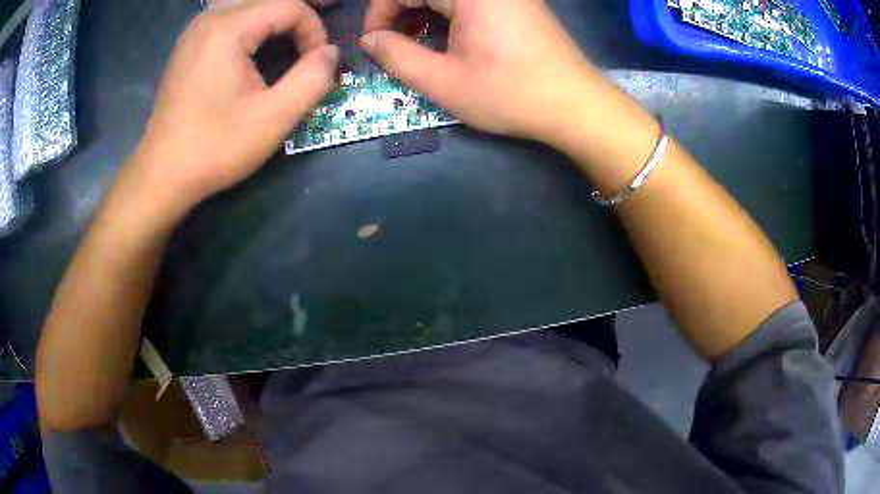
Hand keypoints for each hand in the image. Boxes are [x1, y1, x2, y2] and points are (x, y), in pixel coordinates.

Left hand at [131, 0, 338, 209]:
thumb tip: (330, 53)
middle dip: (298, 17)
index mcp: (229, 28)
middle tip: (313, 41)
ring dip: (275, 16)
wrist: (163, 173)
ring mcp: (196, 28)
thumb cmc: (215, 147)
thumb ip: (313, 78)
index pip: (290, 6)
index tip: (316, 64)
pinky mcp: (189, 43)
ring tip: (292, 36)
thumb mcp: (274, 118)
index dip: (314, 29)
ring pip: (249, 3)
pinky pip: (230, 15)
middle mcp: (210, 17)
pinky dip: (252, 22)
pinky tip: (258, 42)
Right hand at [362, 0, 596, 142]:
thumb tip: (369, 40)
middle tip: (391, 44)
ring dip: (423, 11)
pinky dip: (448, 12)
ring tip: (415, 43)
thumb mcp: (444, 82)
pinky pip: (469, 0)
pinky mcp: (517, 1)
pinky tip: (445, 36)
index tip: (373, 42)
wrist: (575, 105)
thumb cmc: (511, 94)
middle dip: (399, 11)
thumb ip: (396, 56)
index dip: (379, 12)